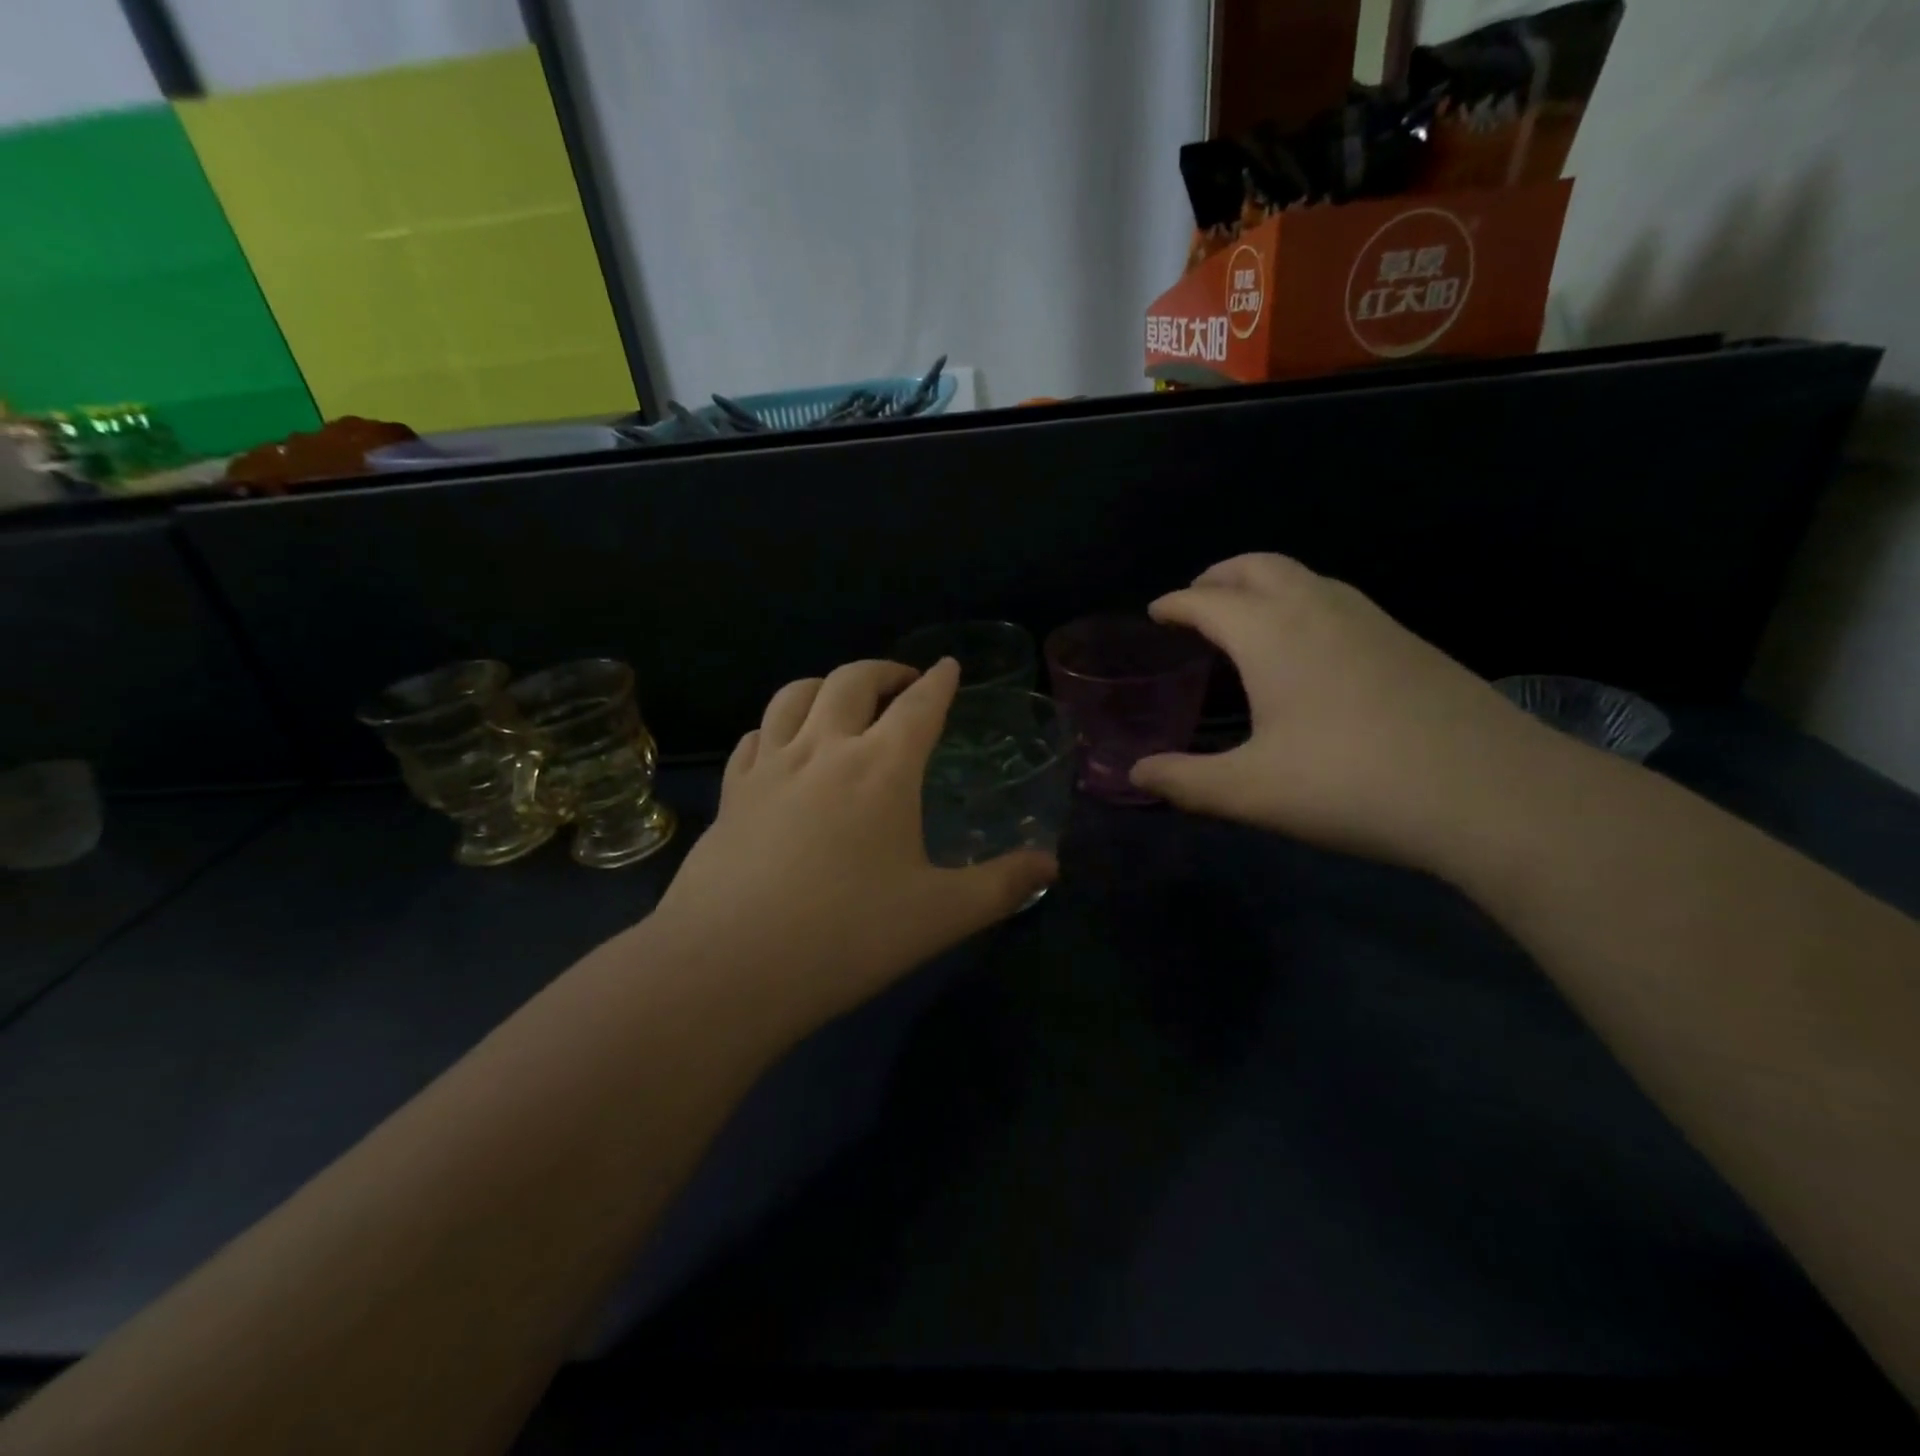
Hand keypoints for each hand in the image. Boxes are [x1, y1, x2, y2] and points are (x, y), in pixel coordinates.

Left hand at [651, 658, 1056, 1028]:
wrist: (728, 967)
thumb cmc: (847, 935)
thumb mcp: (941, 915)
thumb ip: (1002, 885)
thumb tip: (1051, 864)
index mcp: (882, 768)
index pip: (920, 705)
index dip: (940, 681)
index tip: (949, 666)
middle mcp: (824, 750)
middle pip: (852, 680)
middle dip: (884, 670)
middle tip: (903, 681)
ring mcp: (769, 768)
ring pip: (794, 695)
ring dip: (826, 684)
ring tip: (842, 698)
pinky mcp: (731, 795)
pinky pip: (754, 737)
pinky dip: (777, 725)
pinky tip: (781, 745)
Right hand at [1130, 554, 1554, 869]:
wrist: (1491, 792)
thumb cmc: (1351, 784)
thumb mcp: (1251, 792)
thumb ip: (1185, 781)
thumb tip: (1136, 775)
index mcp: (1271, 633)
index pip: (1207, 601)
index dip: (1174, 604)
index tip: (1155, 614)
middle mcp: (1317, 609)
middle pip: (1257, 566)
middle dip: (1218, 576)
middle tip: (1195, 603)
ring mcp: (1370, 620)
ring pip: (1303, 577)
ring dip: (1263, 585)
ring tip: (1245, 622)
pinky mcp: (1407, 641)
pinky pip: (1336, 600)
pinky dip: (1302, 604)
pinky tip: (1308, 652)